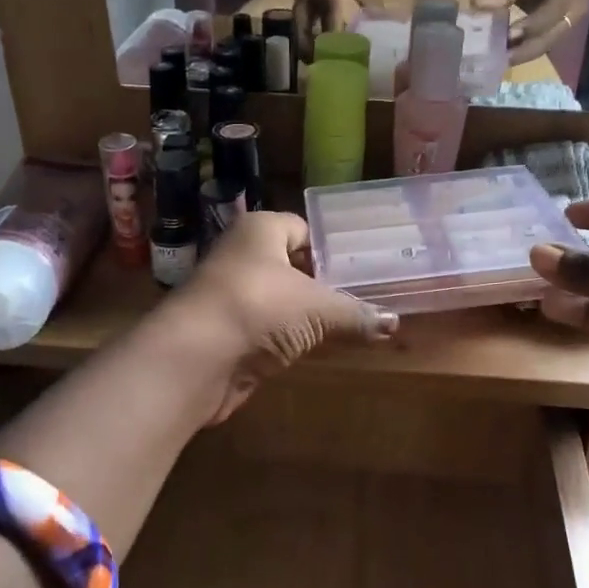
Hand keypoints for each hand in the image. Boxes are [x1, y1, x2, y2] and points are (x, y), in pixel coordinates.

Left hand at [172, 212, 396, 422]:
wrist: (193, 358)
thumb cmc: (257, 307)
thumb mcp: (317, 308)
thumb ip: (356, 314)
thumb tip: (394, 324)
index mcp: (260, 229)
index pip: (302, 229)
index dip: (331, 247)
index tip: (363, 268)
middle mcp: (242, 255)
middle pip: (291, 265)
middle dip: (323, 283)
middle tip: (365, 297)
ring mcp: (232, 295)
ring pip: (279, 299)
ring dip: (306, 314)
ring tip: (349, 325)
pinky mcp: (228, 332)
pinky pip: (268, 329)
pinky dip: (289, 338)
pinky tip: (316, 349)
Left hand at [482, 0, 588, 66]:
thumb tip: (479, 5)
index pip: (552, 12)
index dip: (531, 25)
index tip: (508, 34)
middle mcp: (576, 11)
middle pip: (549, 39)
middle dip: (522, 52)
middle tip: (496, 60)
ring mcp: (569, 23)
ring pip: (544, 46)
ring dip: (520, 56)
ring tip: (495, 62)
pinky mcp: (560, 30)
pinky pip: (541, 44)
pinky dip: (522, 51)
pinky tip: (503, 55)